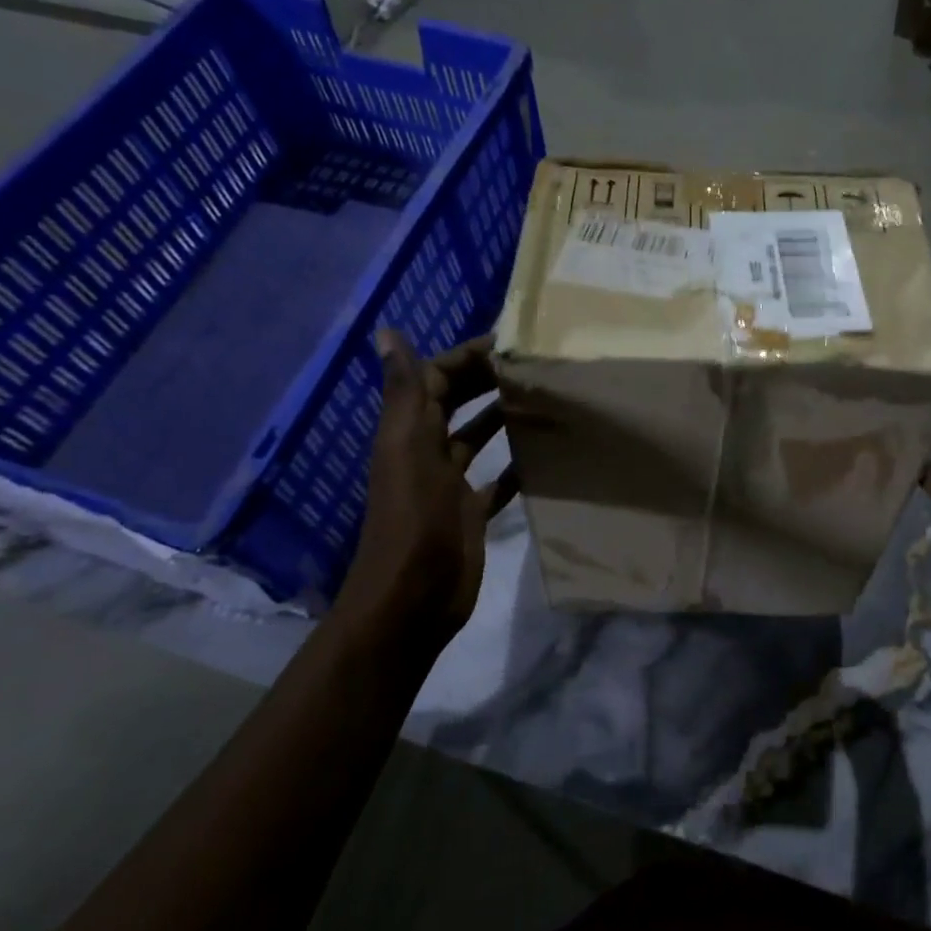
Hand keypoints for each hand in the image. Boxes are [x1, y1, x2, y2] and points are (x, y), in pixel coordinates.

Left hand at [333, 331, 516, 645]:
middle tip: (534, 366)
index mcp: (409, 432)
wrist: (413, 598)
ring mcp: (450, 484)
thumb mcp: (409, 450)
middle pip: (456, 403)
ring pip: (477, 438)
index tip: (509, 341)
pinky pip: (496, 480)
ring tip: (543, 399)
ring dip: (503, 417)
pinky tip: (543, 456)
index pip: (435, 378)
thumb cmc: (414, 519)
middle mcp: (428, 452)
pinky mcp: (471, 512)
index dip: (465, 356)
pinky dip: (515, 466)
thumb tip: (386, 332)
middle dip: (488, 381)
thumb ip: (404, 393)